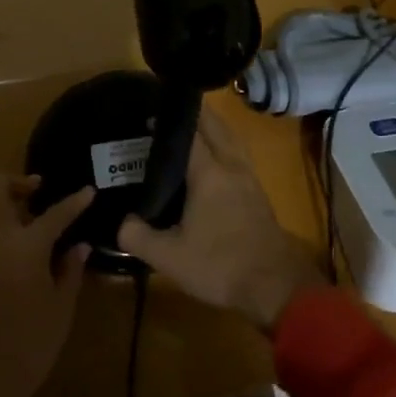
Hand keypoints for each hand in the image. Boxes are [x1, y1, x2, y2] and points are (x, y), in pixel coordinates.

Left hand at [0, 175, 92, 396]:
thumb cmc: (27, 346)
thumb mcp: (60, 310)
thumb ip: (70, 270)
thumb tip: (78, 245)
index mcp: (25, 244)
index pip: (55, 212)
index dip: (75, 201)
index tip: (89, 191)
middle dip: (17, 183)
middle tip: (39, 193)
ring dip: (6, 206)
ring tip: (31, 224)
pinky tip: (17, 252)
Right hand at [116, 106, 324, 331]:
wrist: (275, 286)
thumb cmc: (220, 265)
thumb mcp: (169, 257)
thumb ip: (137, 236)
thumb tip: (121, 222)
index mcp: (209, 171)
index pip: (189, 131)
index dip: (168, 119)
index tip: (147, 111)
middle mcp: (231, 165)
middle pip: (214, 125)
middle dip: (193, 112)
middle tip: (167, 110)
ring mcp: (249, 177)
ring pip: (230, 138)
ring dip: (212, 126)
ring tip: (189, 126)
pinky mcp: (257, 192)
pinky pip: (237, 154)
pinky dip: (223, 144)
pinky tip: (211, 158)